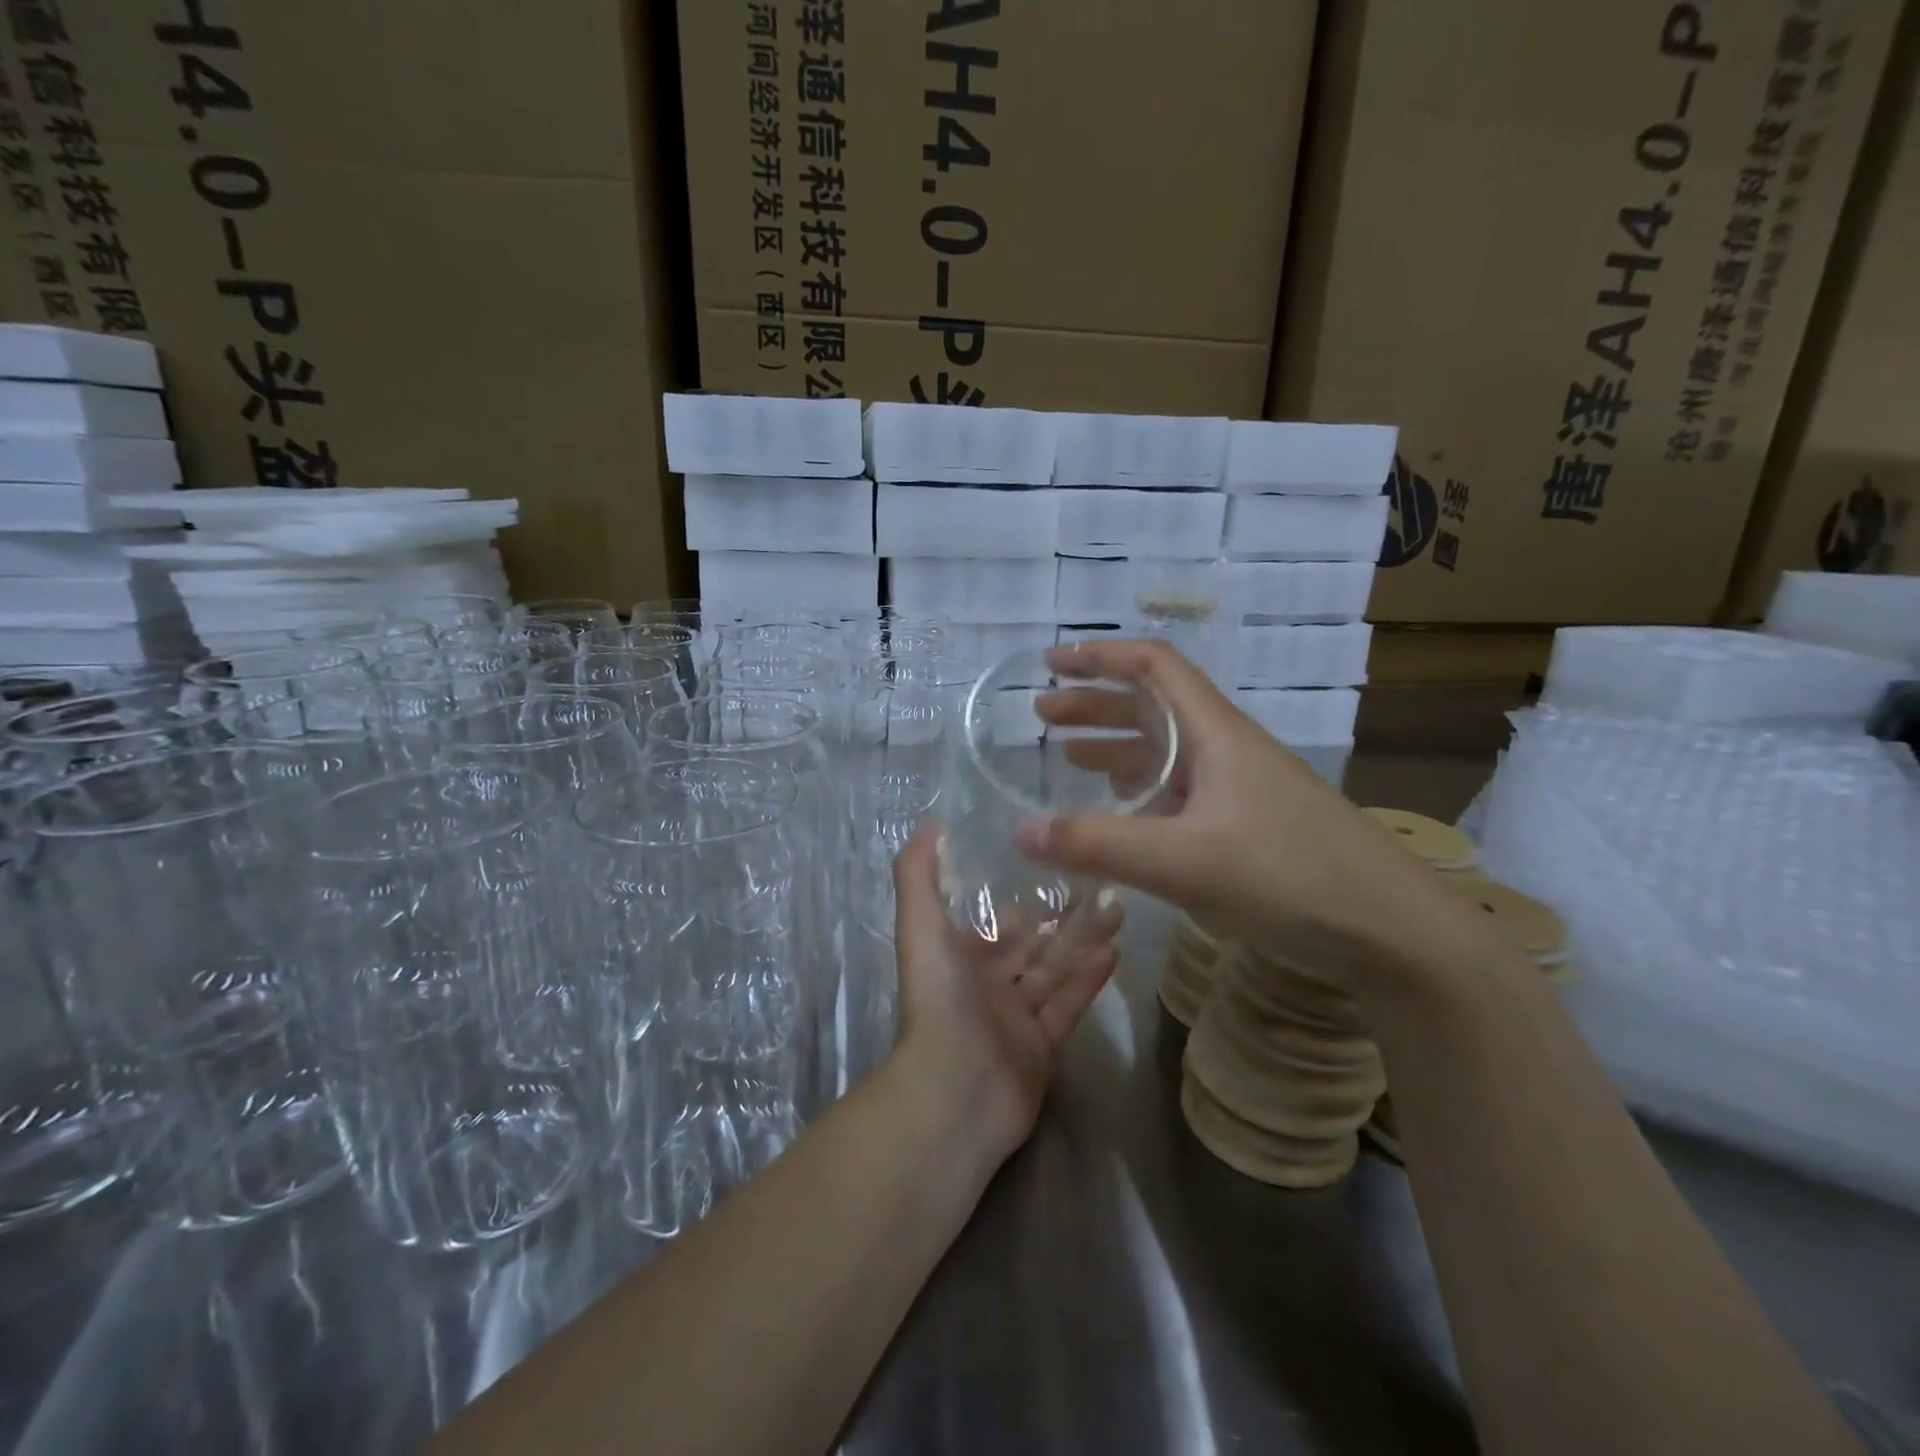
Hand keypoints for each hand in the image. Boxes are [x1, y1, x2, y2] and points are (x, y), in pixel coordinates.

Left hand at [887, 824, 1123, 1158]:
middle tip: (1102, 884)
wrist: (955, 1090)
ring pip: (1056, 969)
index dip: (1023, 897)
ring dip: (1084, 940)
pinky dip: (1091, 978)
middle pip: (1034, 943)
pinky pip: (1070, 1004)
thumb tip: (927, 824)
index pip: (997, 921)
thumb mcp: (920, 926)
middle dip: (1063, 916)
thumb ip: (918, 874)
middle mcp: (989, 984)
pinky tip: (1116, 951)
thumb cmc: (938, 1000)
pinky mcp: (1045, 1045)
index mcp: (960, 958)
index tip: (1056, 867)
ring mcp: (1018, 1017)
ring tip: (1119, 908)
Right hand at [1012, 639, 1469, 992]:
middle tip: (1042, 714)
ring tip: (1065, 755)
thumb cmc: (1290, 879)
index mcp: (1216, 733)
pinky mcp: (1247, 826)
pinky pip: (1179, 791)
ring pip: (1166, 751)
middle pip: (1153, 707)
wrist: (1393, 932)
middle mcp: (1226, 750)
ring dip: (1114, 745)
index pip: (1154, 667)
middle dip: (1094, 703)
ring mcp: (1239, 789)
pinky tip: (1121, 810)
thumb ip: (1099, 846)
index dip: (1100, 657)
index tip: (1051, 662)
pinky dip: (1139, 789)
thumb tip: (1019, 831)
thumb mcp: (1185, 862)